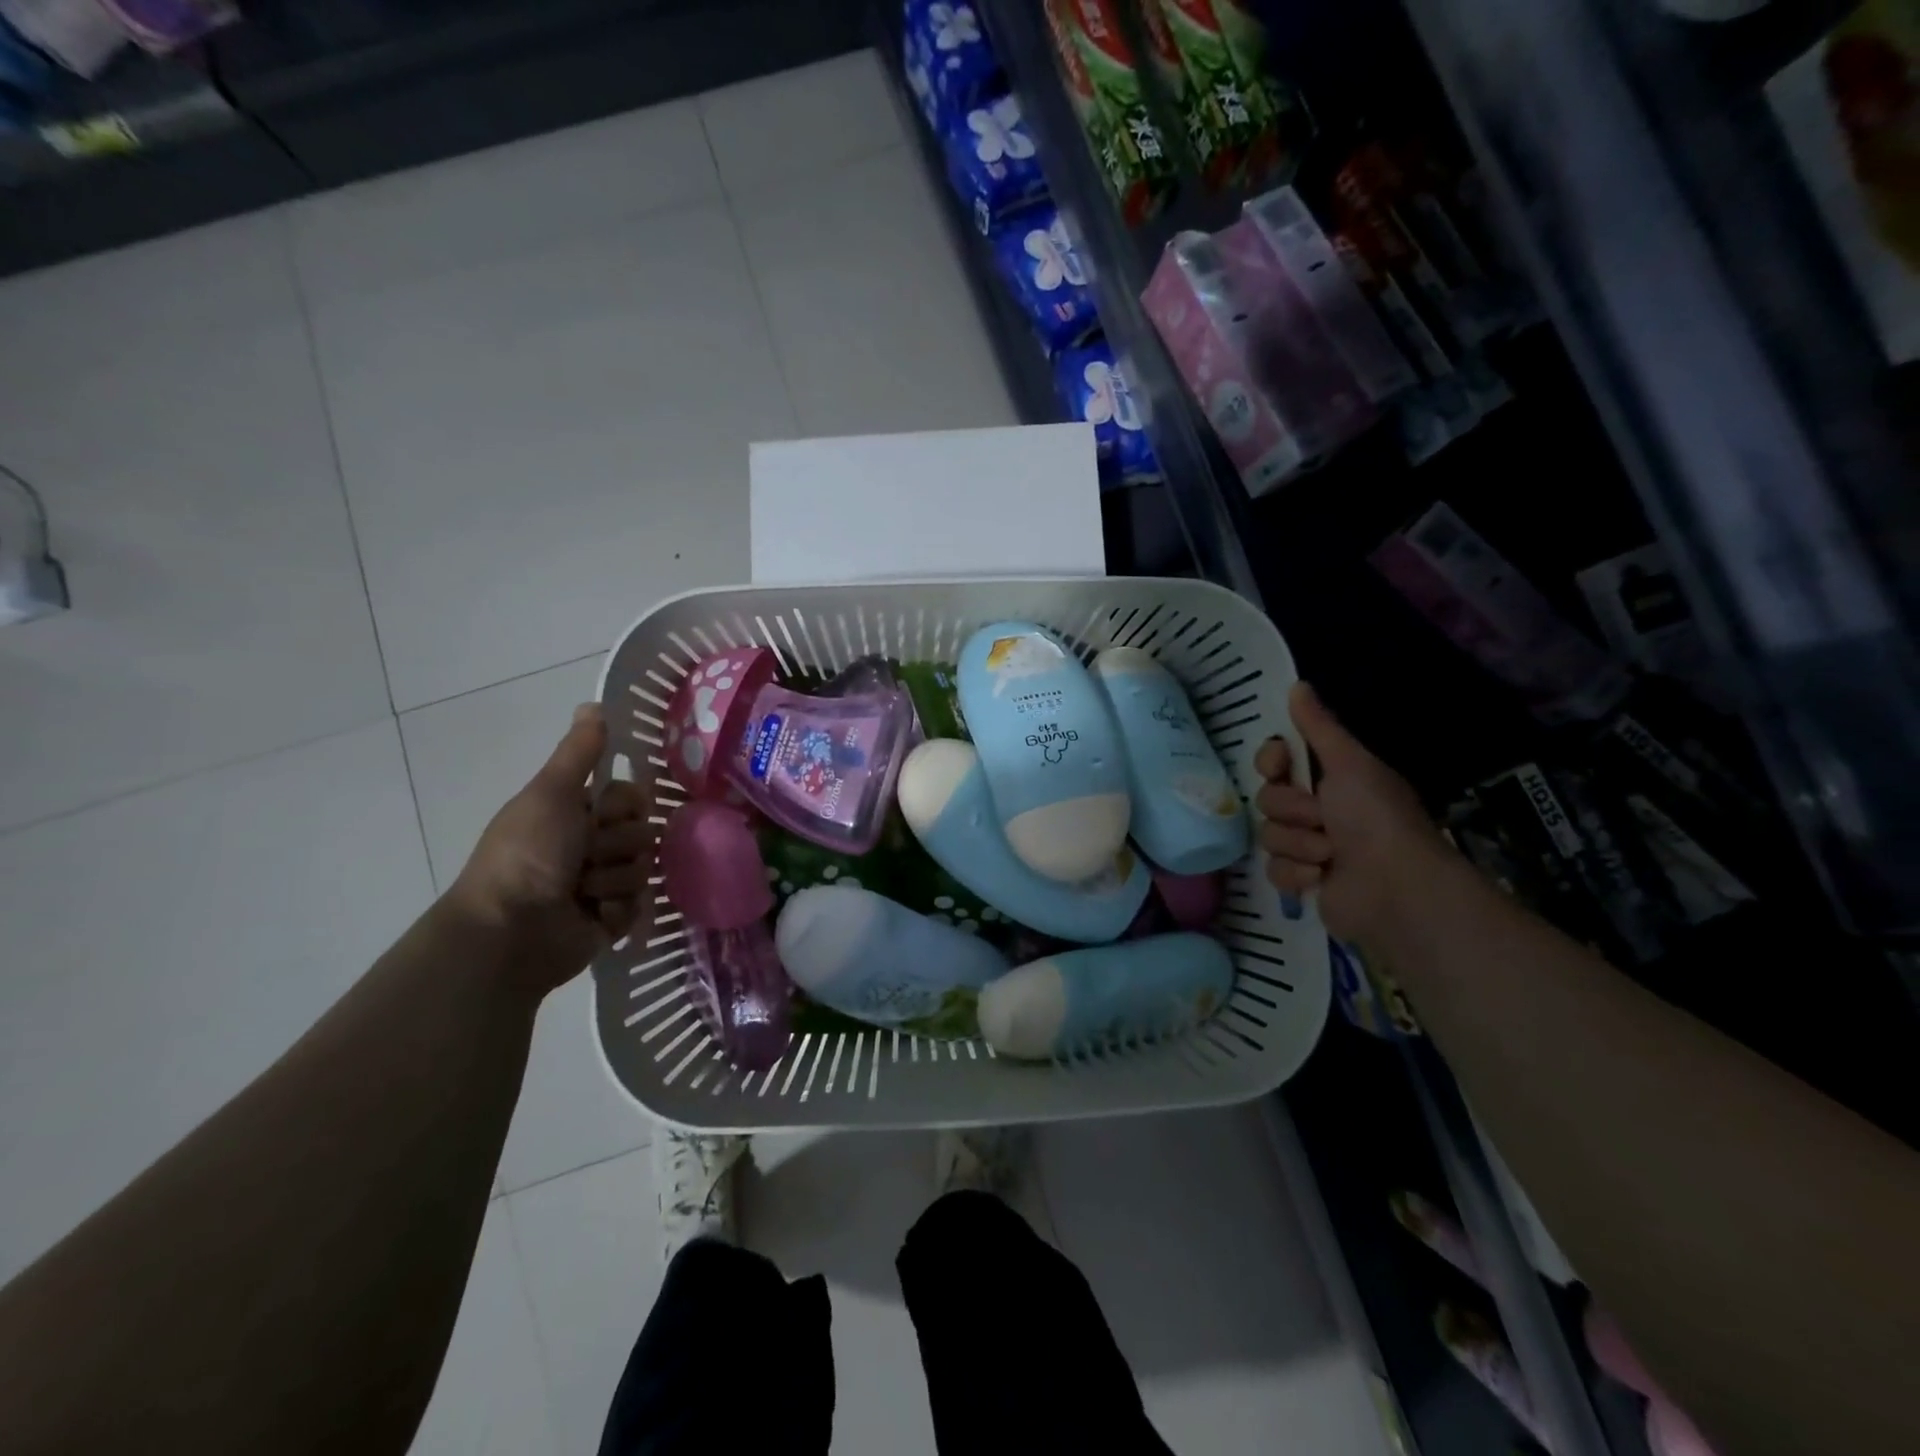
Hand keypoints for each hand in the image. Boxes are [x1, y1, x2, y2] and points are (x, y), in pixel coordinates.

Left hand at [447, 704, 646, 992]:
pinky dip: (617, 911)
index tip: (605, 813)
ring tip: (583, 893)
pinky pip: (641, 905)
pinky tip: (594, 916)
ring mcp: (604, 884)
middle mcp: (591, 845)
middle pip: (643, 832)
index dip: (625, 805)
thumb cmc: (527, 854)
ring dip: (613, 880)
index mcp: (576, 813)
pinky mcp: (613, 920)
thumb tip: (595, 703)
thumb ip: (578, 752)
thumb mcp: (550, 793)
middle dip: (617, 846)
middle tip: (585, 857)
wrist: (511, 931)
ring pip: (644, 869)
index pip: (632, 797)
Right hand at [1254, 681, 1451, 947]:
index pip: (1275, 761)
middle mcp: (1318, 810)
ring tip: (1330, 855)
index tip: (1281, 766)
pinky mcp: (1303, 881)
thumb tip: (1297, 684)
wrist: (1395, 887)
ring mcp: (1309, 847)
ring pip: (1268, 835)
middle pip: (1268, 798)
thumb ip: (1318, 727)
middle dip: (1292, 811)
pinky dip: (1297, 874)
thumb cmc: (1375, 818)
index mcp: (1329, 779)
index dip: (1271, 762)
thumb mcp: (1350, 763)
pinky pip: (1273, 870)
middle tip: (1322, 818)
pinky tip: (1321, 879)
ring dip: (1299, 844)